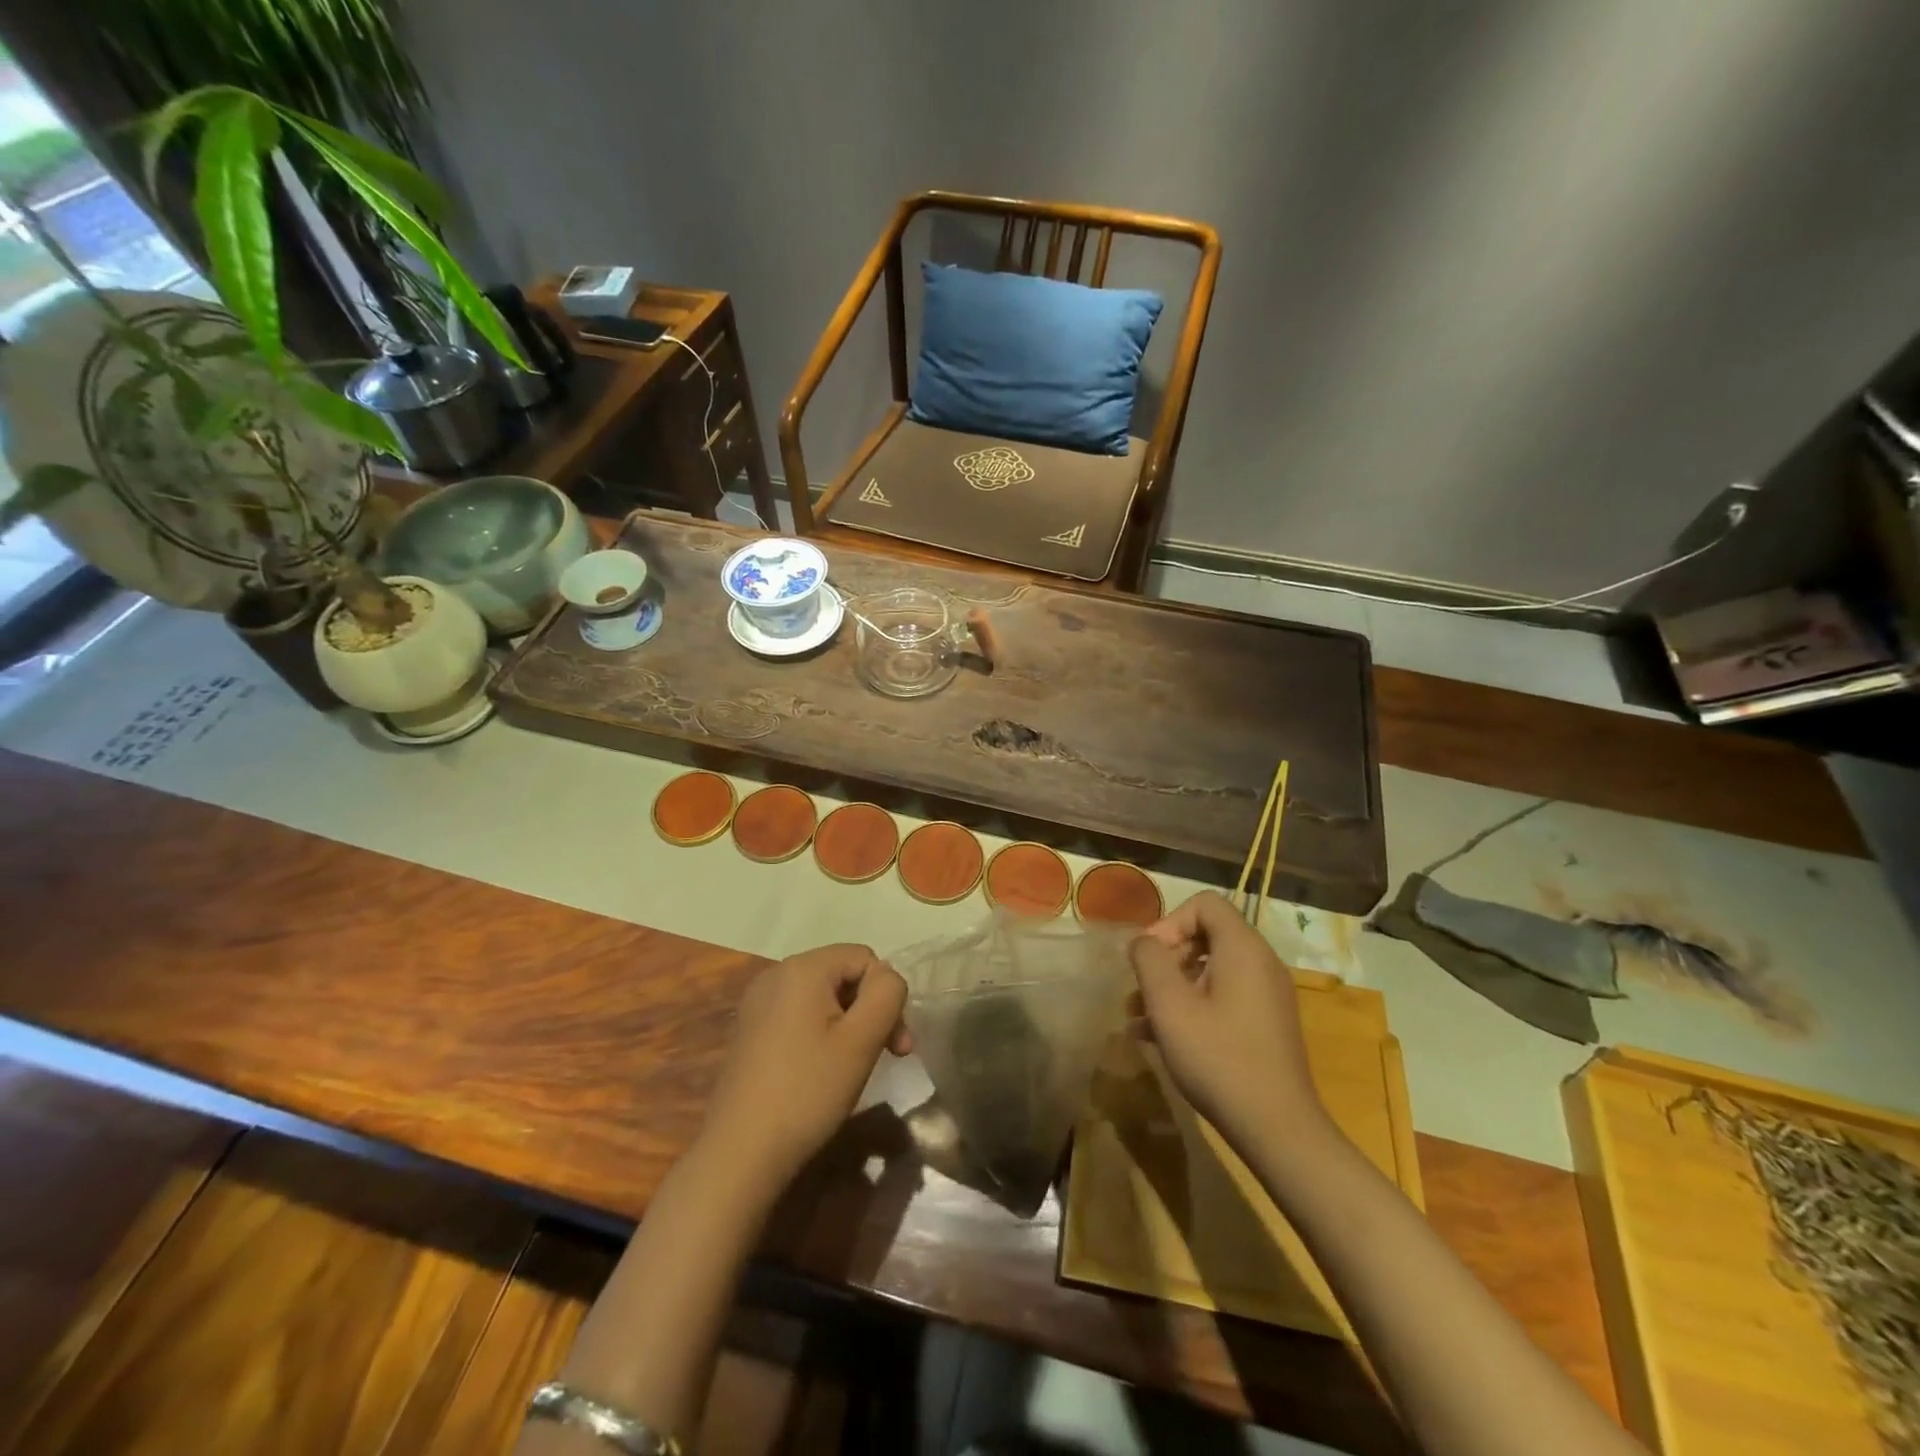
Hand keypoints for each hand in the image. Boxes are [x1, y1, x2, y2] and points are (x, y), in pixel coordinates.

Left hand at [698, 944, 911, 1197]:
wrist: (740, 1153)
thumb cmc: (808, 1091)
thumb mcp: (862, 1040)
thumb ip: (887, 994)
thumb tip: (887, 978)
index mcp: (803, 968)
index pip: (865, 957)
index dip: (887, 994)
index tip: (898, 1044)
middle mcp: (776, 974)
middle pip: (843, 974)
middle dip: (870, 1009)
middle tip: (888, 1055)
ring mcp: (758, 1003)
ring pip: (823, 996)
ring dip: (849, 1023)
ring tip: (855, 1065)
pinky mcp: (750, 1030)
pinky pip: (799, 1015)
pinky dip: (821, 1033)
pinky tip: (822, 1070)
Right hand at [1129, 892, 1333, 1163]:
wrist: (1277, 1129)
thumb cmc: (1218, 1058)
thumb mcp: (1169, 1005)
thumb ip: (1149, 959)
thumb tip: (1143, 942)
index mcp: (1243, 949)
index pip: (1204, 904)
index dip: (1169, 922)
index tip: (1149, 958)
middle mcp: (1261, 963)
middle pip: (1206, 935)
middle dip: (1166, 958)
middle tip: (1141, 991)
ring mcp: (1267, 995)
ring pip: (1211, 970)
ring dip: (1173, 987)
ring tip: (1141, 1019)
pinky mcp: (1266, 1024)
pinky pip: (1224, 997)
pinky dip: (1193, 1006)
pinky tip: (1162, 1039)